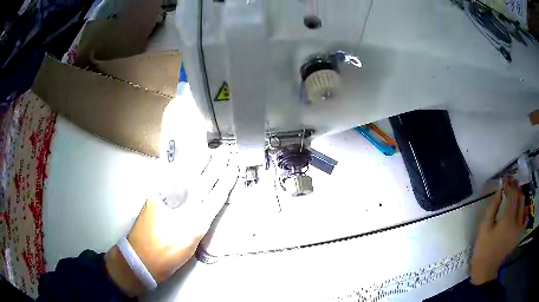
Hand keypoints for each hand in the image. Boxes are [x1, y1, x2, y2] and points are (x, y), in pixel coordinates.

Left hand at [105, 150, 237, 295]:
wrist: (141, 259)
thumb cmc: (169, 257)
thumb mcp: (191, 244)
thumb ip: (198, 224)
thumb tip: (202, 209)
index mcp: (196, 223)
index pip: (216, 197)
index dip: (226, 181)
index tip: (233, 168)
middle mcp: (183, 209)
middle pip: (203, 183)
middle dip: (216, 167)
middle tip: (223, 153)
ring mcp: (167, 201)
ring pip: (186, 179)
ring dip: (198, 165)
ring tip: (207, 154)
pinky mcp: (153, 199)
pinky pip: (170, 182)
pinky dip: (179, 173)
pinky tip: (184, 166)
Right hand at [471, 177, 525, 284]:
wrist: (487, 269)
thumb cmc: (483, 248)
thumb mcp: (485, 227)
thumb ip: (493, 207)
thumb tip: (499, 190)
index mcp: (508, 218)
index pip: (512, 194)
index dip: (509, 185)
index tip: (505, 179)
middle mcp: (517, 220)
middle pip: (519, 198)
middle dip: (515, 188)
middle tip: (511, 182)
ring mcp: (519, 228)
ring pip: (523, 206)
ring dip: (520, 196)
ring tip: (516, 192)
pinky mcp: (519, 235)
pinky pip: (525, 219)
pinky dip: (525, 211)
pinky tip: (522, 210)